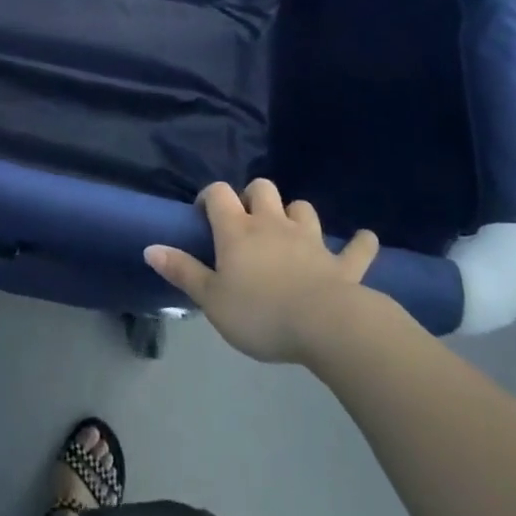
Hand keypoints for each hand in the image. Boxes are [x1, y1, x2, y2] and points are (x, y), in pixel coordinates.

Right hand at [146, 179, 384, 364]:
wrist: (326, 326)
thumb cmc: (260, 313)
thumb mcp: (211, 299)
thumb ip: (182, 271)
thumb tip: (150, 247)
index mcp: (238, 230)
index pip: (219, 194)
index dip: (210, 197)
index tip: (204, 214)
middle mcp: (273, 224)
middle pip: (262, 189)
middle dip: (253, 196)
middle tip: (246, 221)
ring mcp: (310, 241)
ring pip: (303, 209)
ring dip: (296, 214)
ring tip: (290, 229)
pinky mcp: (343, 264)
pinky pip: (356, 249)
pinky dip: (360, 244)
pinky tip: (365, 240)